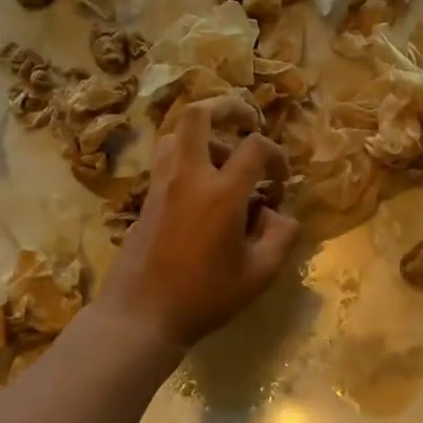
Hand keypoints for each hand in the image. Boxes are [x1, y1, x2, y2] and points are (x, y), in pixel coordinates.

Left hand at [98, 99, 299, 350]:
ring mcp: (161, 183)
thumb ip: (282, 237)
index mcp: (222, 192)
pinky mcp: (146, 197)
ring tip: (223, 157)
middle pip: (198, 115)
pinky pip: (165, 157)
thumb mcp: (260, 274)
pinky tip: (201, 184)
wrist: (141, 315)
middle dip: (226, 107)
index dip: (276, 155)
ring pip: (176, 133)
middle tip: (246, 121)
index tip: (281, 180)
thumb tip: (280, 214)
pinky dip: (186, 154)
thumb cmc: (205, 296)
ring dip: (204, 134)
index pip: (255, 147)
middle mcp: (189, 176)